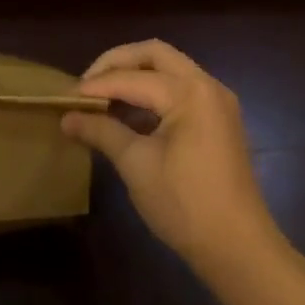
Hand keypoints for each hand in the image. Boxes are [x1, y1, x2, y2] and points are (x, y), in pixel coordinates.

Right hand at [63, 39, 284, 276]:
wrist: (239, 249)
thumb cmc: (185, 205)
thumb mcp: (136, 165)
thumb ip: (101, 131)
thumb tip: (66, 118)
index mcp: (189, 92)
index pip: (131, 77)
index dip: (96, 86)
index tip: (65, 97)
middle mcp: (207, 85)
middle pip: (154, 54)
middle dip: (117, 63)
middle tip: (88, 84)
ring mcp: (217, 101)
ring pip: (169, 68)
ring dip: (136, 75)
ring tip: (103, 97)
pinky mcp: (219, 119)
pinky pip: (181, 88)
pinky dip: (153, 91)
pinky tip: (129, 113)